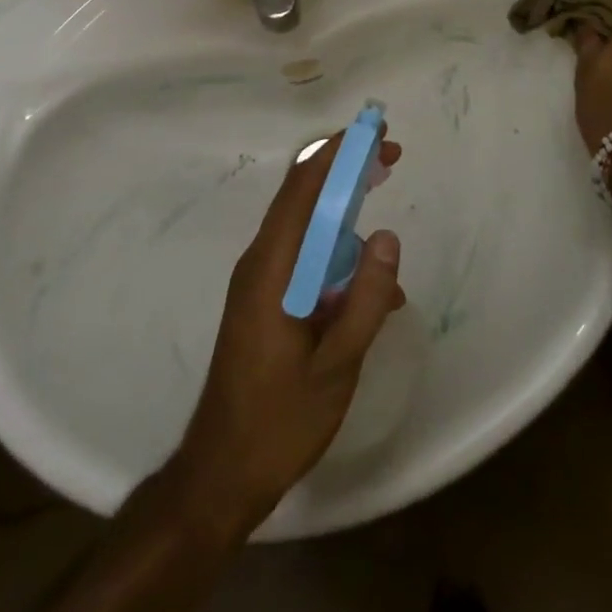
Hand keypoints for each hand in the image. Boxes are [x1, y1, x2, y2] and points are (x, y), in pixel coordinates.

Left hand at [170, 130, 405, 538]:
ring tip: (385, 236)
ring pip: (307, 226)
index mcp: (272, 267)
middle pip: (304, 195)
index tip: (376, 135)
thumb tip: (387, 236)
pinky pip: (306, 259)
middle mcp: (261, 262)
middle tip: (391, 159)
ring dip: (346, 215)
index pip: (303, 186)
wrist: (220, 477)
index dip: (339, 152)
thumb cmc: (278, 422)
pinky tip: (373, 294)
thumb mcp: (336, 366)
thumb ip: (366, 300)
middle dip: (347, 170)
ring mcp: (261, 281)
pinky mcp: (266, 300)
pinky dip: (339, 257)